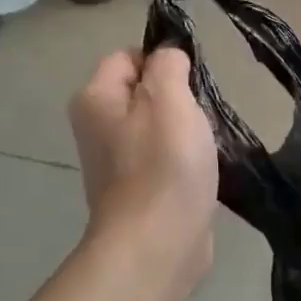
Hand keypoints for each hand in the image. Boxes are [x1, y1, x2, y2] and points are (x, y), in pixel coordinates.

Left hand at [68, 47, 218, 291]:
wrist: (157, 246)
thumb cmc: (163, 165)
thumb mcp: (170, 98)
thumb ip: (168, 65)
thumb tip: (168, 57)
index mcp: (95, 99)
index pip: (128, 55)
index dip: (162, 61)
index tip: (192, 82)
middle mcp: (97, 127)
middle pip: (144, 91)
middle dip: (178, 97)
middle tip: (200, 115)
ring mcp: (116, 162)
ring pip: (159, 125)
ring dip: (186, 130)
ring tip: (205, 145)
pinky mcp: (139, 190)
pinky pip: (165, 157)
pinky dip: (185, 159)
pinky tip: (202, 171)